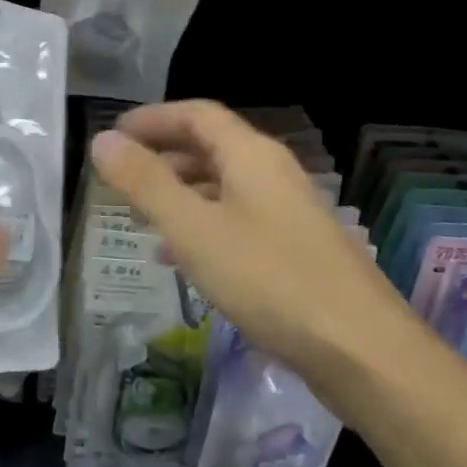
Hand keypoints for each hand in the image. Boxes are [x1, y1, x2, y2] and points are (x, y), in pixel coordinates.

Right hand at [89, 101, 412, 378]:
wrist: (362, 351)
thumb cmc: (270, 279)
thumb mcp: (194, 229)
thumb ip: (145, 183)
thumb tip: (103, 140)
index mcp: (251, 155)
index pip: (196, 114)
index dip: (152, 118)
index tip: (114, 135)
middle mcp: (273, 173)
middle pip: (211, 147)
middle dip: (162, 156)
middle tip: (121, 177)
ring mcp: (289, 212)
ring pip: (223, 187)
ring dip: (180, 193)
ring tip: (141, 217)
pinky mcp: (295, 249)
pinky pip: (238, 221)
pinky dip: (202, 226)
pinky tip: (180, 258)